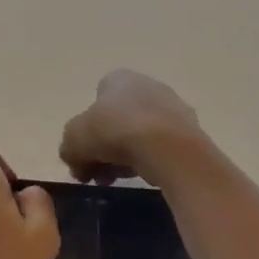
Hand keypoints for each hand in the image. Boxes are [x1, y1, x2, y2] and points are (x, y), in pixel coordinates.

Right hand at [59, 69, 204, 184]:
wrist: (168, 148)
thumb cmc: (115, 132)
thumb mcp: (74, 140)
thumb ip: (69, 148)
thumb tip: (75, 160)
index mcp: (118, 78)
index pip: (96, 101)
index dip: (86, 129)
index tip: (83, 155)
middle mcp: (147, 85)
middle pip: (118, 120)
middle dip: (105, 147)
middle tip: (98, 174)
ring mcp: (172, 107)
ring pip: (140, 135)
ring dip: (126, 157)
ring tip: (119, 180)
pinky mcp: (189, 131)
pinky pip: (161, 147)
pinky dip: (150, 161)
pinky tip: (144, 177)